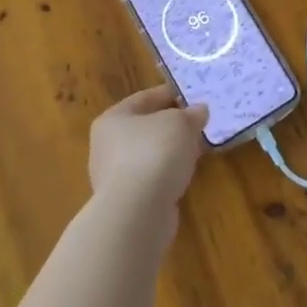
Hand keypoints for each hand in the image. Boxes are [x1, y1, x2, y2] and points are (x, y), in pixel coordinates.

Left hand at [88, 85, 207, 238]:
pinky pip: (152, 177)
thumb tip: (199, 111)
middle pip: (146, 127)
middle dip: (173, 125)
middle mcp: (107, 146)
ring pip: (150, 154)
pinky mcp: (128, 201)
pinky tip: (186, 173)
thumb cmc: (154, 153)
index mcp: (112, 119)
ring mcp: (115, 176)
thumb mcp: (180, 123)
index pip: (145, 98)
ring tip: (197, 148)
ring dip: (172, 150)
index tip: (194, 96)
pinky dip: (168, 173)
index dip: (171, 94)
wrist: (138, 212)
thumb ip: (191, 114)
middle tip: (199, 123)